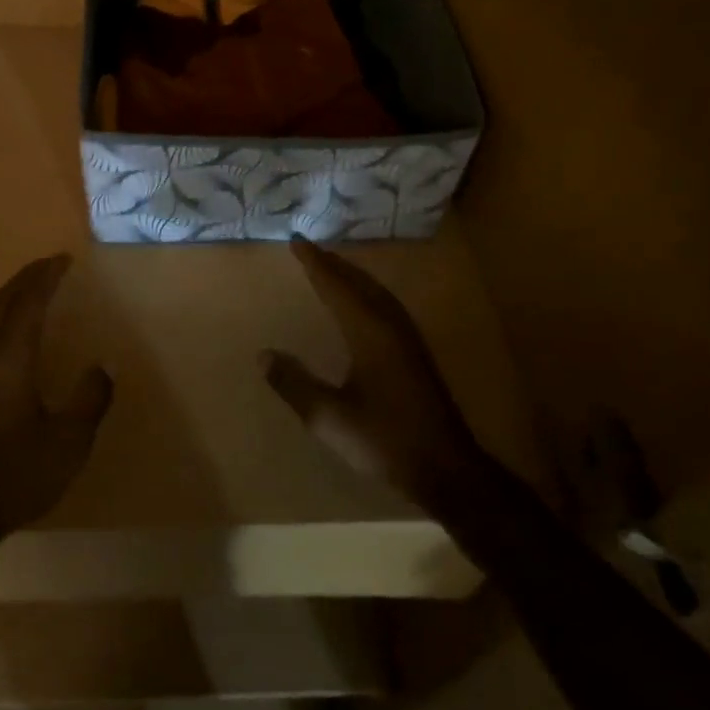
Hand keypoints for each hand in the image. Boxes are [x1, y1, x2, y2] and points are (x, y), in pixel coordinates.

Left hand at [0, 254, 112, 539]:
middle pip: (2, 299)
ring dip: (8, 293)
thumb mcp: (67, 445)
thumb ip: (89, 400)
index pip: (29, 300)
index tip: (64, 259)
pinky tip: (0, 325)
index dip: (47, 276)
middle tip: (51, 265)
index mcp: (8, 357)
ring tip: (29, 287)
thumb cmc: (12, 476)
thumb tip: (103, 367)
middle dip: (27, 278)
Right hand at [262, 238, 482, 515]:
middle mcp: (390, 326)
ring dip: (352, 276)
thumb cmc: (384, 440)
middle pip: (359, 282)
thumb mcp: (329, 418)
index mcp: (369, 332)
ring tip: (332, 266)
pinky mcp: (416, 354)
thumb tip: (263, 355)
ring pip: (376, 292)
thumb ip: (295, 384)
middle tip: (309, 249)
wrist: (446, 469)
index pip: (336, 286)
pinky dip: (367, 292)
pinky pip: (386, 305)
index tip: (296, 241)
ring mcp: (408, 339)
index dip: (314, 263)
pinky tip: (363, 304)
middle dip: (333, 263)